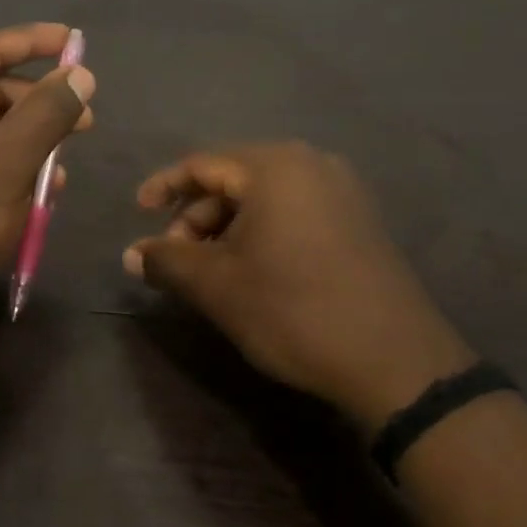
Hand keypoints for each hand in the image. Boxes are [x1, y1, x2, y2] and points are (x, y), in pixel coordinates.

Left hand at [0, 24, 95, 335]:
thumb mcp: (8, 163)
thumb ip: (47, 112)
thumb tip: (80, 74)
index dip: (34, 42)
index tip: (75, 38)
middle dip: (38, 104)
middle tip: (87, 119)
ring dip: (29, 142)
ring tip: (64, 165)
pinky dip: (10, 167)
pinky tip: (44, 190)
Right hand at [124, 143, 474, 430]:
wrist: (395, 362)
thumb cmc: (293, 310)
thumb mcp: (216, 285)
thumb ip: (166, 260)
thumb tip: (131, 254)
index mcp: (275, 167)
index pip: (202, 164)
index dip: (163, 187)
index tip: (138, 213)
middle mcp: (311, 165)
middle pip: (233, 179)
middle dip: (196, 217)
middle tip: (175, 258)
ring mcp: (342, 192)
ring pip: (264, 198)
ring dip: (226, 228)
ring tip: (210, 271)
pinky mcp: (359, 221)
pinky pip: (294, 212)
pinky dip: (261, 233)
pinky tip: (251, 270)